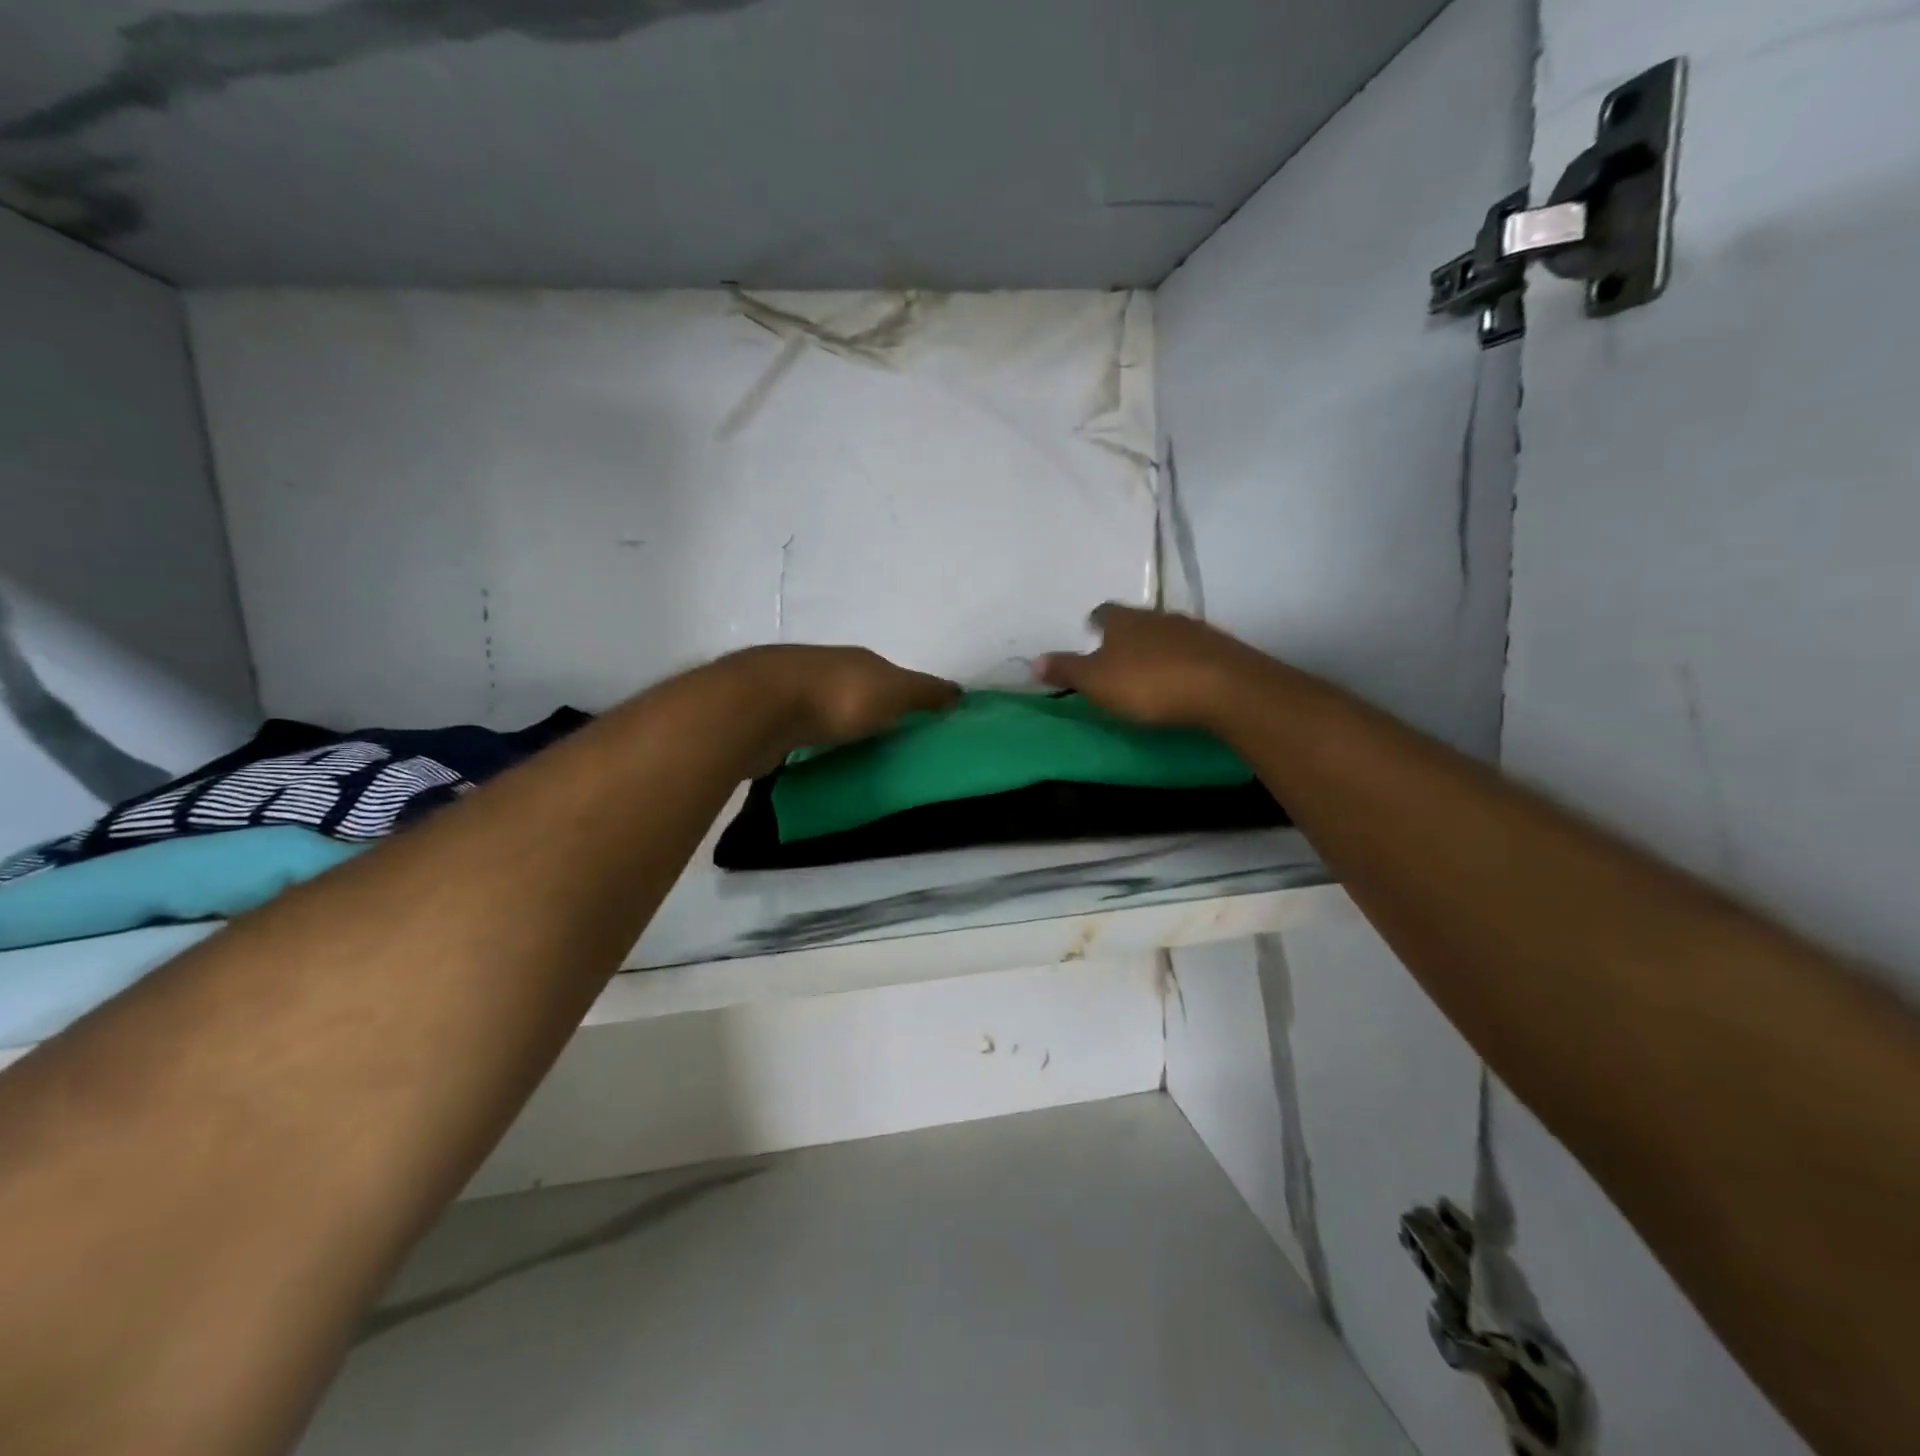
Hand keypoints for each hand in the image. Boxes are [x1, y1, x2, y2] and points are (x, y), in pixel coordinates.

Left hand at [729, 645, 959, 753]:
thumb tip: (958, 692)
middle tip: (887, 743)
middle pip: (856, 689)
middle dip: (870, 710)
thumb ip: (925, 693)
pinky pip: (800, 729)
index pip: (891, 676)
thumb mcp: (893, 692)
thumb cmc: (837, 698)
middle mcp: (825, 667)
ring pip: (825, 708)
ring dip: (837, 725)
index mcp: (858, 659)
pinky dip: (811, 739)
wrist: (758, 707)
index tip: (917, 723)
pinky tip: (815, 756)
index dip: (906, 696)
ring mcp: (791, 690)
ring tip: (852, 754)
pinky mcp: (767, 717)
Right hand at [1037, 604, 1266, 729]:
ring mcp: (1193, 630)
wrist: (1223, 687)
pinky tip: (1182, 678)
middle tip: (1118, 653)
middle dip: (1127, 634)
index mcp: (1124, 621)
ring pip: (1167, 633)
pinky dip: (1183, 660)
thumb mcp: (1096, 682)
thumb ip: (1066, 670)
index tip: (1091, 630)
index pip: (1105, 612)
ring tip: (1149, 668)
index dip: (1096, 621)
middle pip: (1137, 620)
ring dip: (1157, 647)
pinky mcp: (1220, 649)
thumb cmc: (1148, 683)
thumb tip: (1034, 661)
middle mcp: (1158, 617)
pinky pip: (1193, 650)